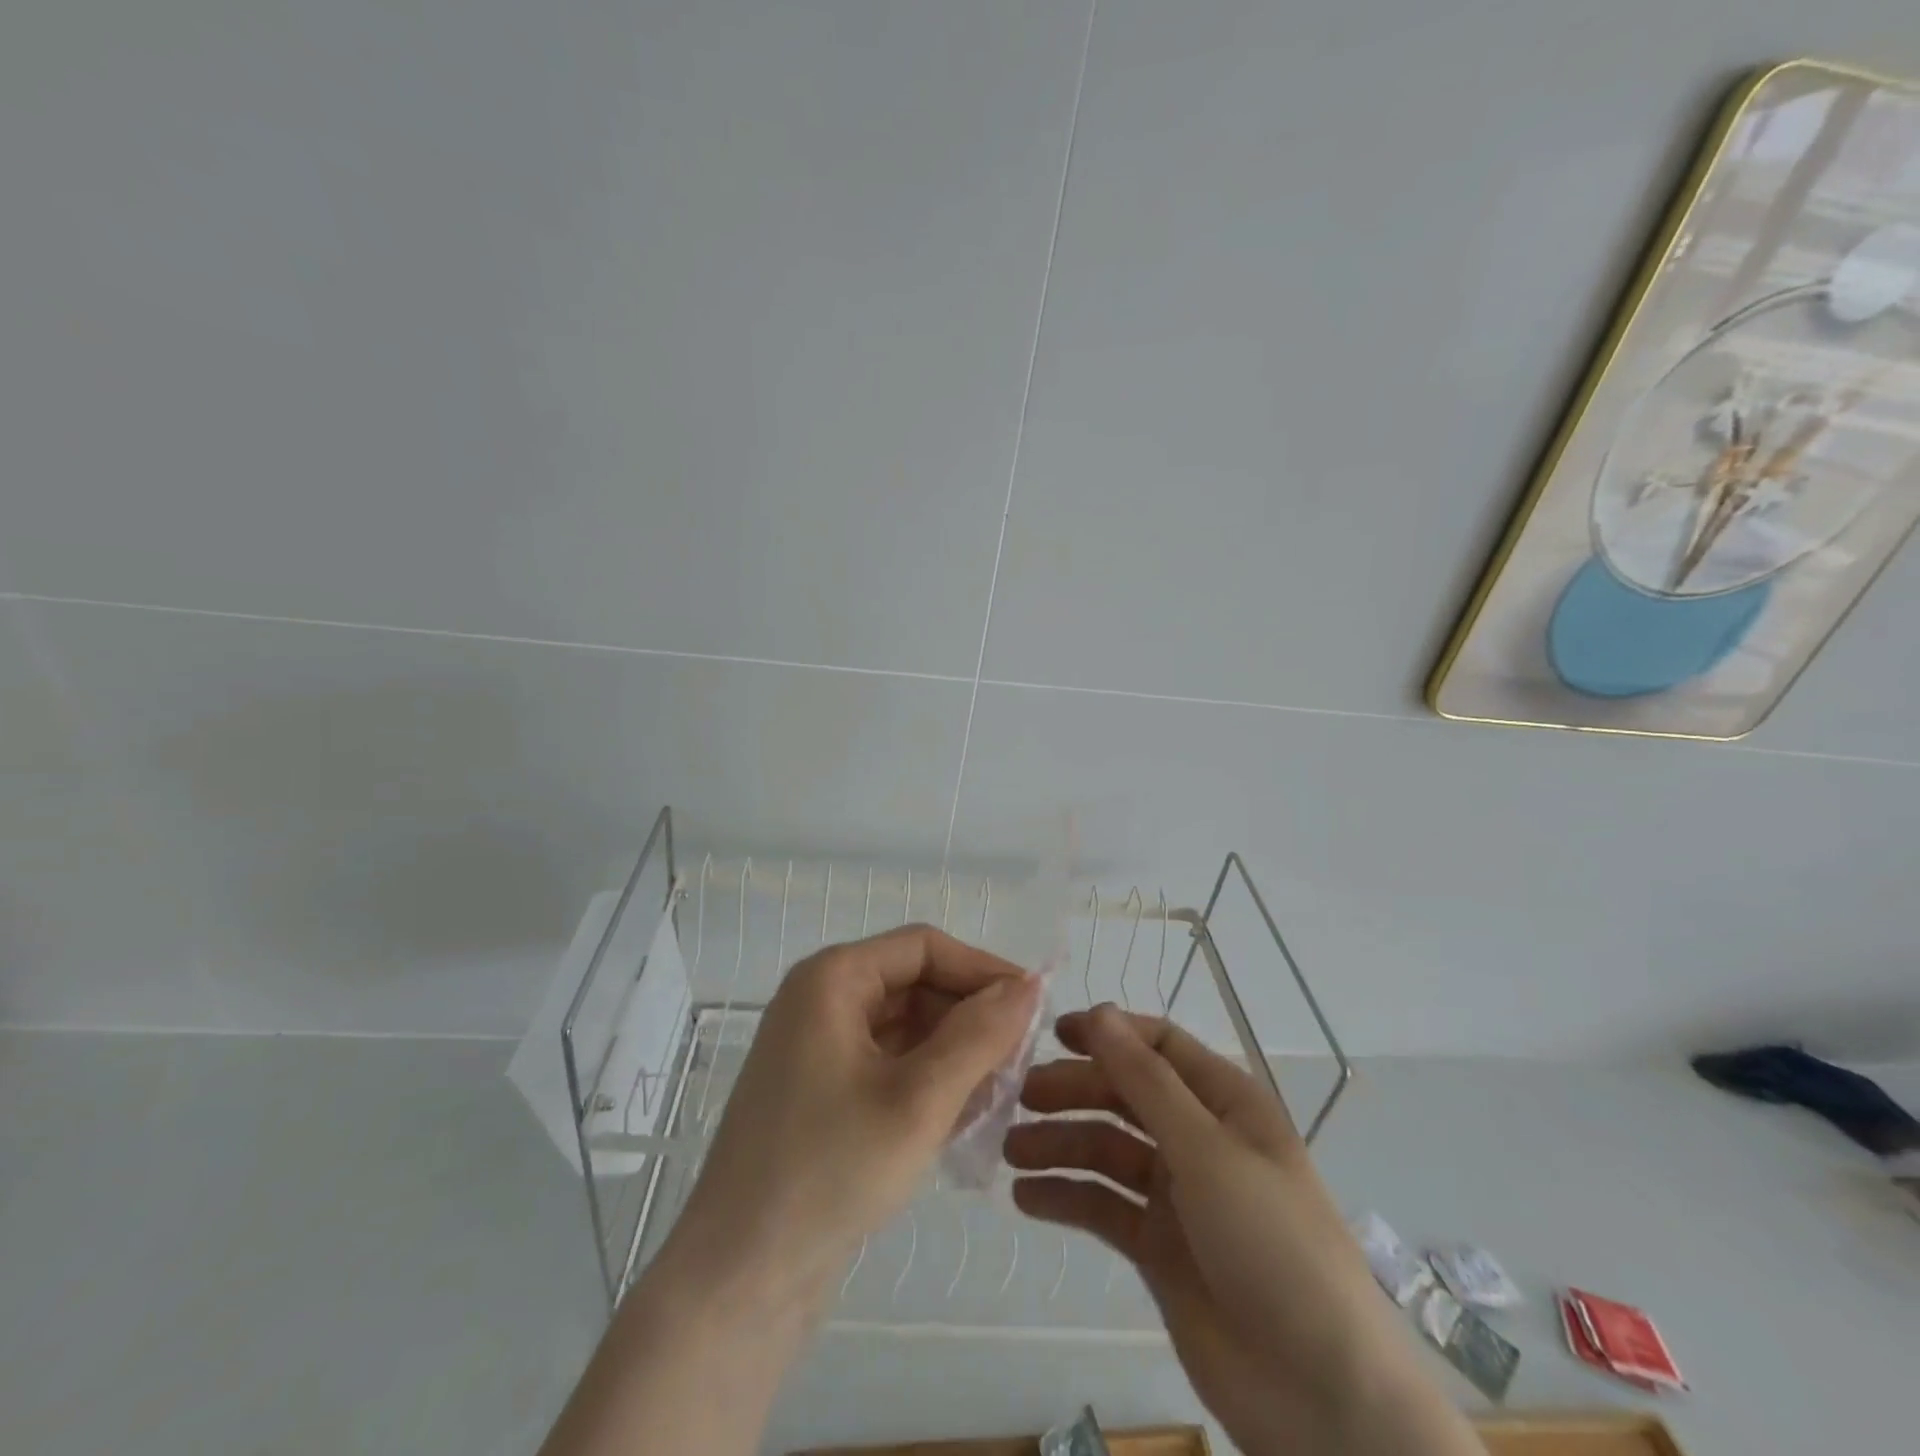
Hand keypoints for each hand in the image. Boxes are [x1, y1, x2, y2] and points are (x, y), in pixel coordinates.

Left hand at [542, 926, 1039, 1455]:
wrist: (739, 1281)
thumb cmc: (830, 1172)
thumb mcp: (920, 1099)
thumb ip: (980, 1035)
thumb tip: (1031, 983)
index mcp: (832, 979)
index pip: (924, 947)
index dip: (983, 969)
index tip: (1035, 1006)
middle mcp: (822, 1000)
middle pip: (915, 984)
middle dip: (970, 1018)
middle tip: (1022, 1061)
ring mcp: (819, 1047)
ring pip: (906, 1027)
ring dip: (955, 1053)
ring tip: (1001, 1095)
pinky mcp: (823, 1091)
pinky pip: (889, 1063)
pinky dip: (928, 1081)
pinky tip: (964, 1117)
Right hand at [1007, 1006, 1482, 1455]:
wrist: (1321, 1396)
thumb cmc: (1272, 1245)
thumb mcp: (1206, 1150)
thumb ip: (1146, 1080)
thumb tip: (1099, 1013)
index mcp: (1226, 1103)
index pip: (1160, 1046)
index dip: (1109, 1033)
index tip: (1052, 1034)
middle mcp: (1200, 1139)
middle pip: (1125, 1095)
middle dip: (1074, 1090)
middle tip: (1019, 1097)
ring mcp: (1178, 1195)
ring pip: (1107, 1151)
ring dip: (1060, 1144)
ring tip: (1012, 1151)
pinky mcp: (1158, 1247)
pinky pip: (1104, 1207)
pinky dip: (1066, 1197)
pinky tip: (1026, 1198)